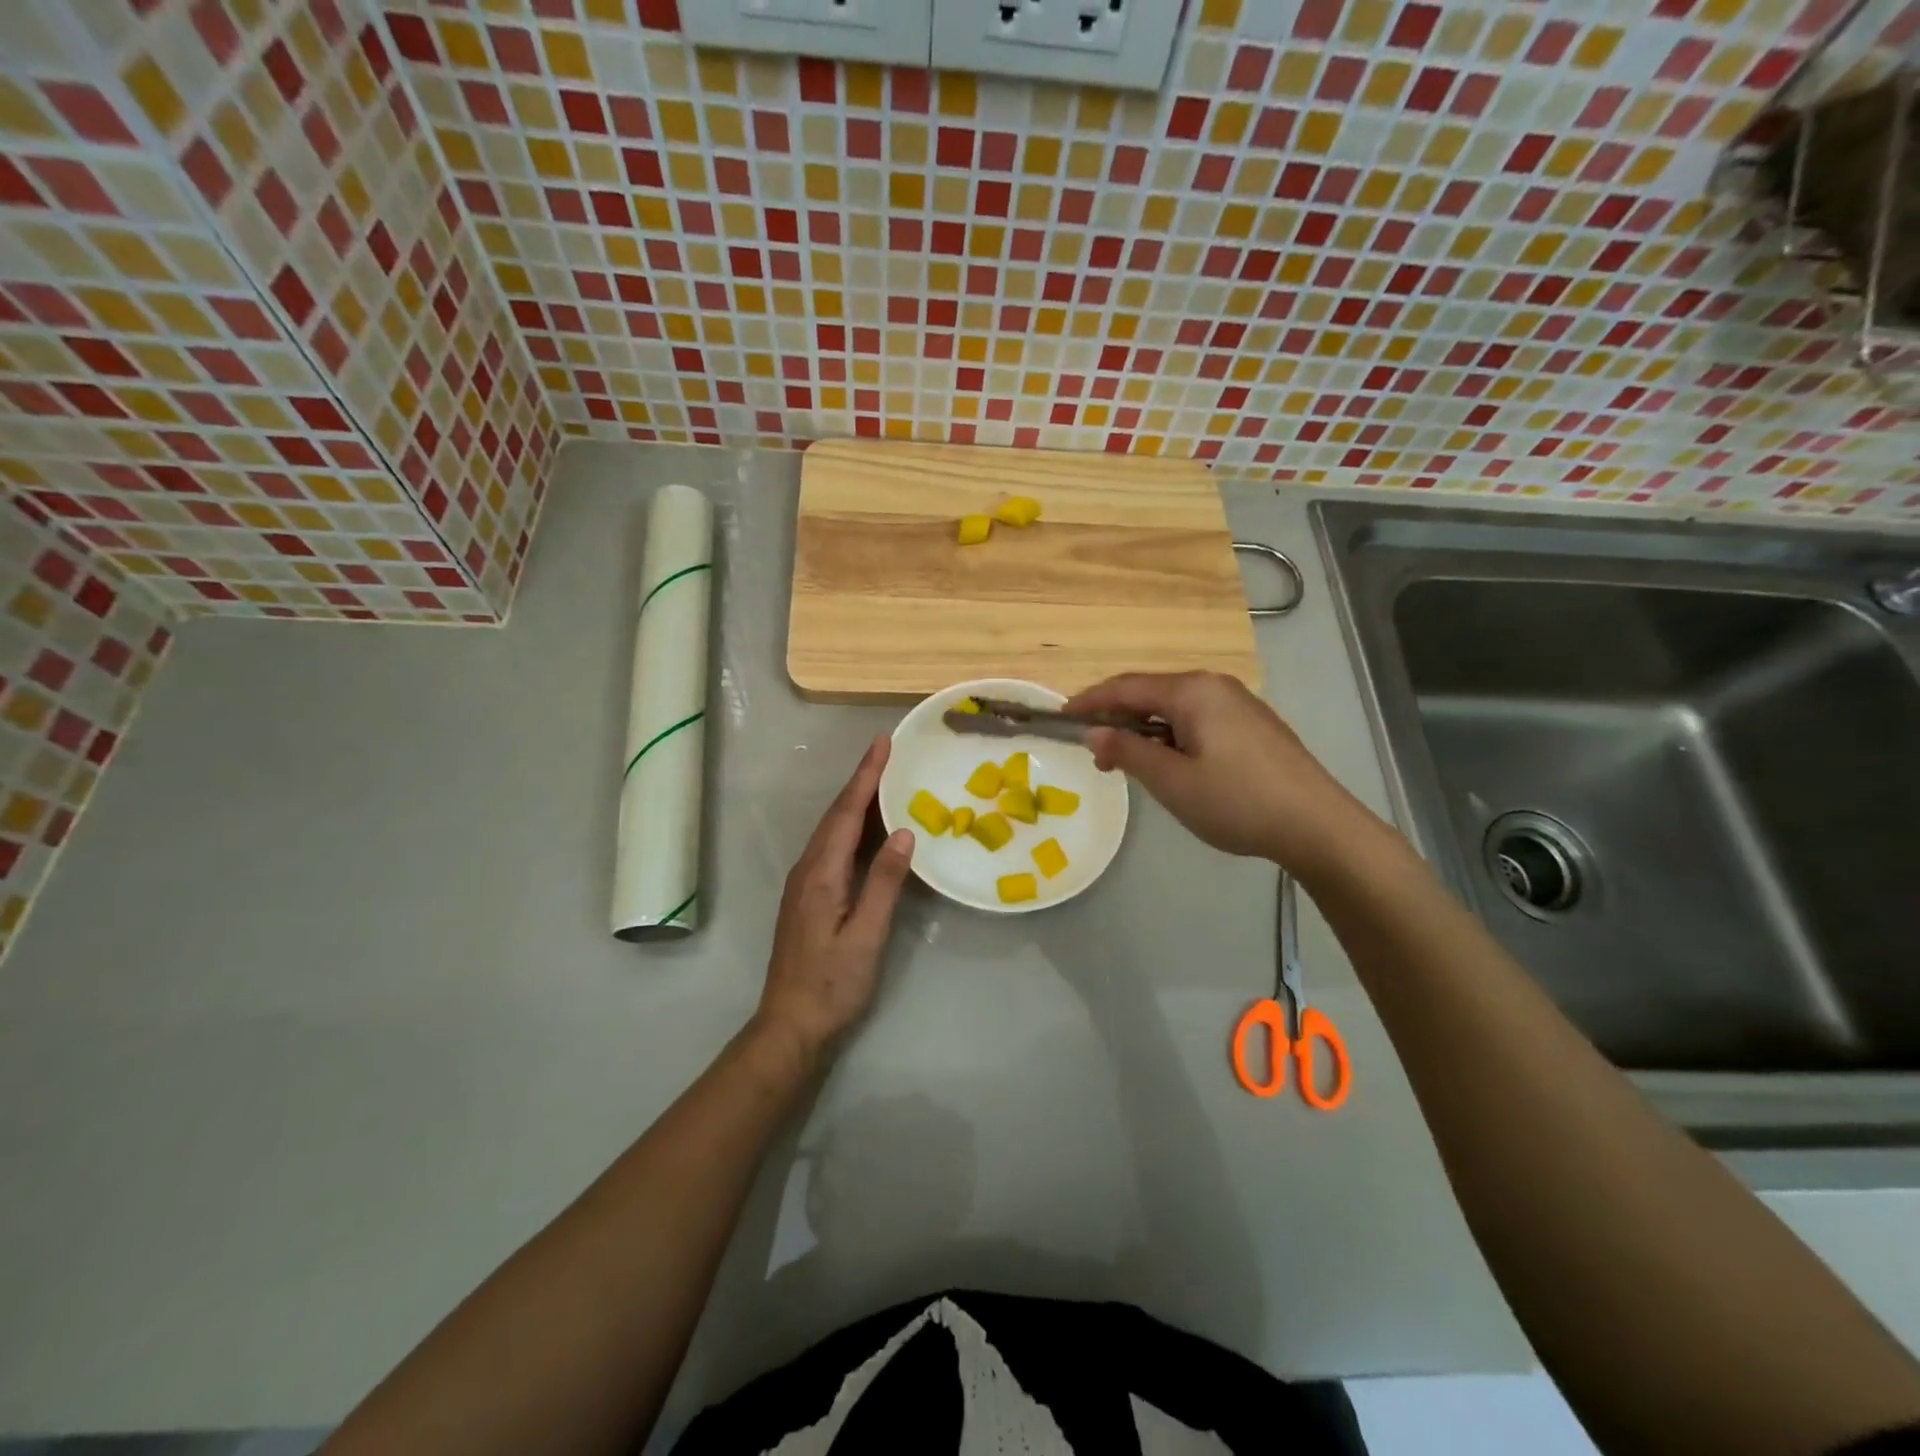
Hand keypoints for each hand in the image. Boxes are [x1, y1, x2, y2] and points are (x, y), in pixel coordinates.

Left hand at [755, 735, 913, 1066]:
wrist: (790, 1025)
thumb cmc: (833, 983)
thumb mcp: (866, 935)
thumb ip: (884, 882)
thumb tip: (904, 832)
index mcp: (821, 873)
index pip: (846, 813)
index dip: (865, 776)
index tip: (882, 743)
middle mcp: (808, 869)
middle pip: (836, 815)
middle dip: (861, 780)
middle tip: (887, 752)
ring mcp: (805, 883)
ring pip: (832, 830)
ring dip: (856, 801)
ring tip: (882, 780)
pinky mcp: (808, 897)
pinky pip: (832, 848)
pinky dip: (852, 828)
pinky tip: (869, 830)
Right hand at [1066, 672, 1366, 874]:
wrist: (1317, 824)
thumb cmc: (1236, 800)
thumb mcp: (1171, 780)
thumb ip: (1128, 751)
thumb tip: (1094, 732)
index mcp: (1192, 691)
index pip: (1126, 687)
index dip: (1091, 700)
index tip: (1062, 716)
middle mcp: (1215, 686)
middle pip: (1150, 693)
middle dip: (1117, 718)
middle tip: (1095, 752)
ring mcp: (1238, 704)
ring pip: (1174, 709)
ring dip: (1144, 731)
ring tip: (1127, 763)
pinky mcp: (1252, 725)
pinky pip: (1197, 720)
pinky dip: (1171, 736)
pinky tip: (1169, 763)